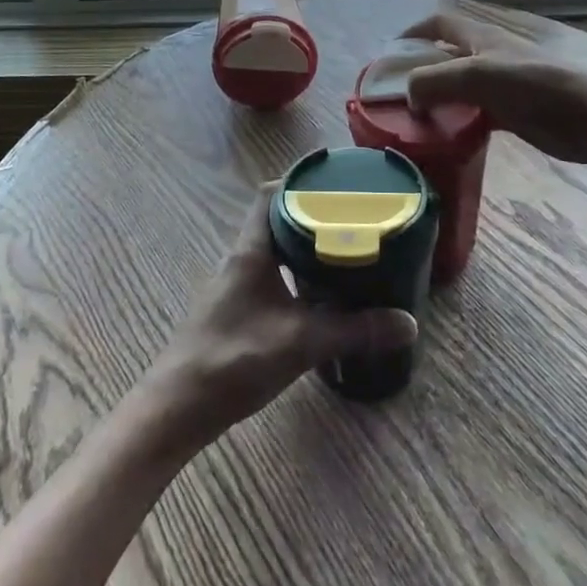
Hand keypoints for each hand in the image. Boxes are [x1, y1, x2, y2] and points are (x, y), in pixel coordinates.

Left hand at [141, 192, 417, 446]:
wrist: (178, 407)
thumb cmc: (234, 359)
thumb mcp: (301, 343)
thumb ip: (354, 331)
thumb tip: (408, 323)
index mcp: (252, 250)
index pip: (270, 194)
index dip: (299, 179)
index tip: (334, 178)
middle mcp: (242, 258)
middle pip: (277, 219)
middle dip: (313, 213)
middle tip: (353, 215)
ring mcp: (237, 285)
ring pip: (275, 250)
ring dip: (305, 246)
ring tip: (345, 248)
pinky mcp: (238, 309)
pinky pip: (273, 275)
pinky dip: (297, 273)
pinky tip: (321, 293)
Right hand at [400, 11, 586, 166]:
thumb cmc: (549, 86)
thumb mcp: (485, 75)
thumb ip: (440, 80)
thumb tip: (409, 93)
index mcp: (492, 33)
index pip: (443, 22)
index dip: (414, 33)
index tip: (391, 55)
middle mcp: (504, 48)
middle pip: (457, 48)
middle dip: (429, 63)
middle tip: (406, 89)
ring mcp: (521, 77)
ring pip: (472, 78)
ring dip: (448, 91)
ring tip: (427, 112)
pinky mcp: (534, 108)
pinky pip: (490, 106)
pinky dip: (470, 115)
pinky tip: (462, 130)